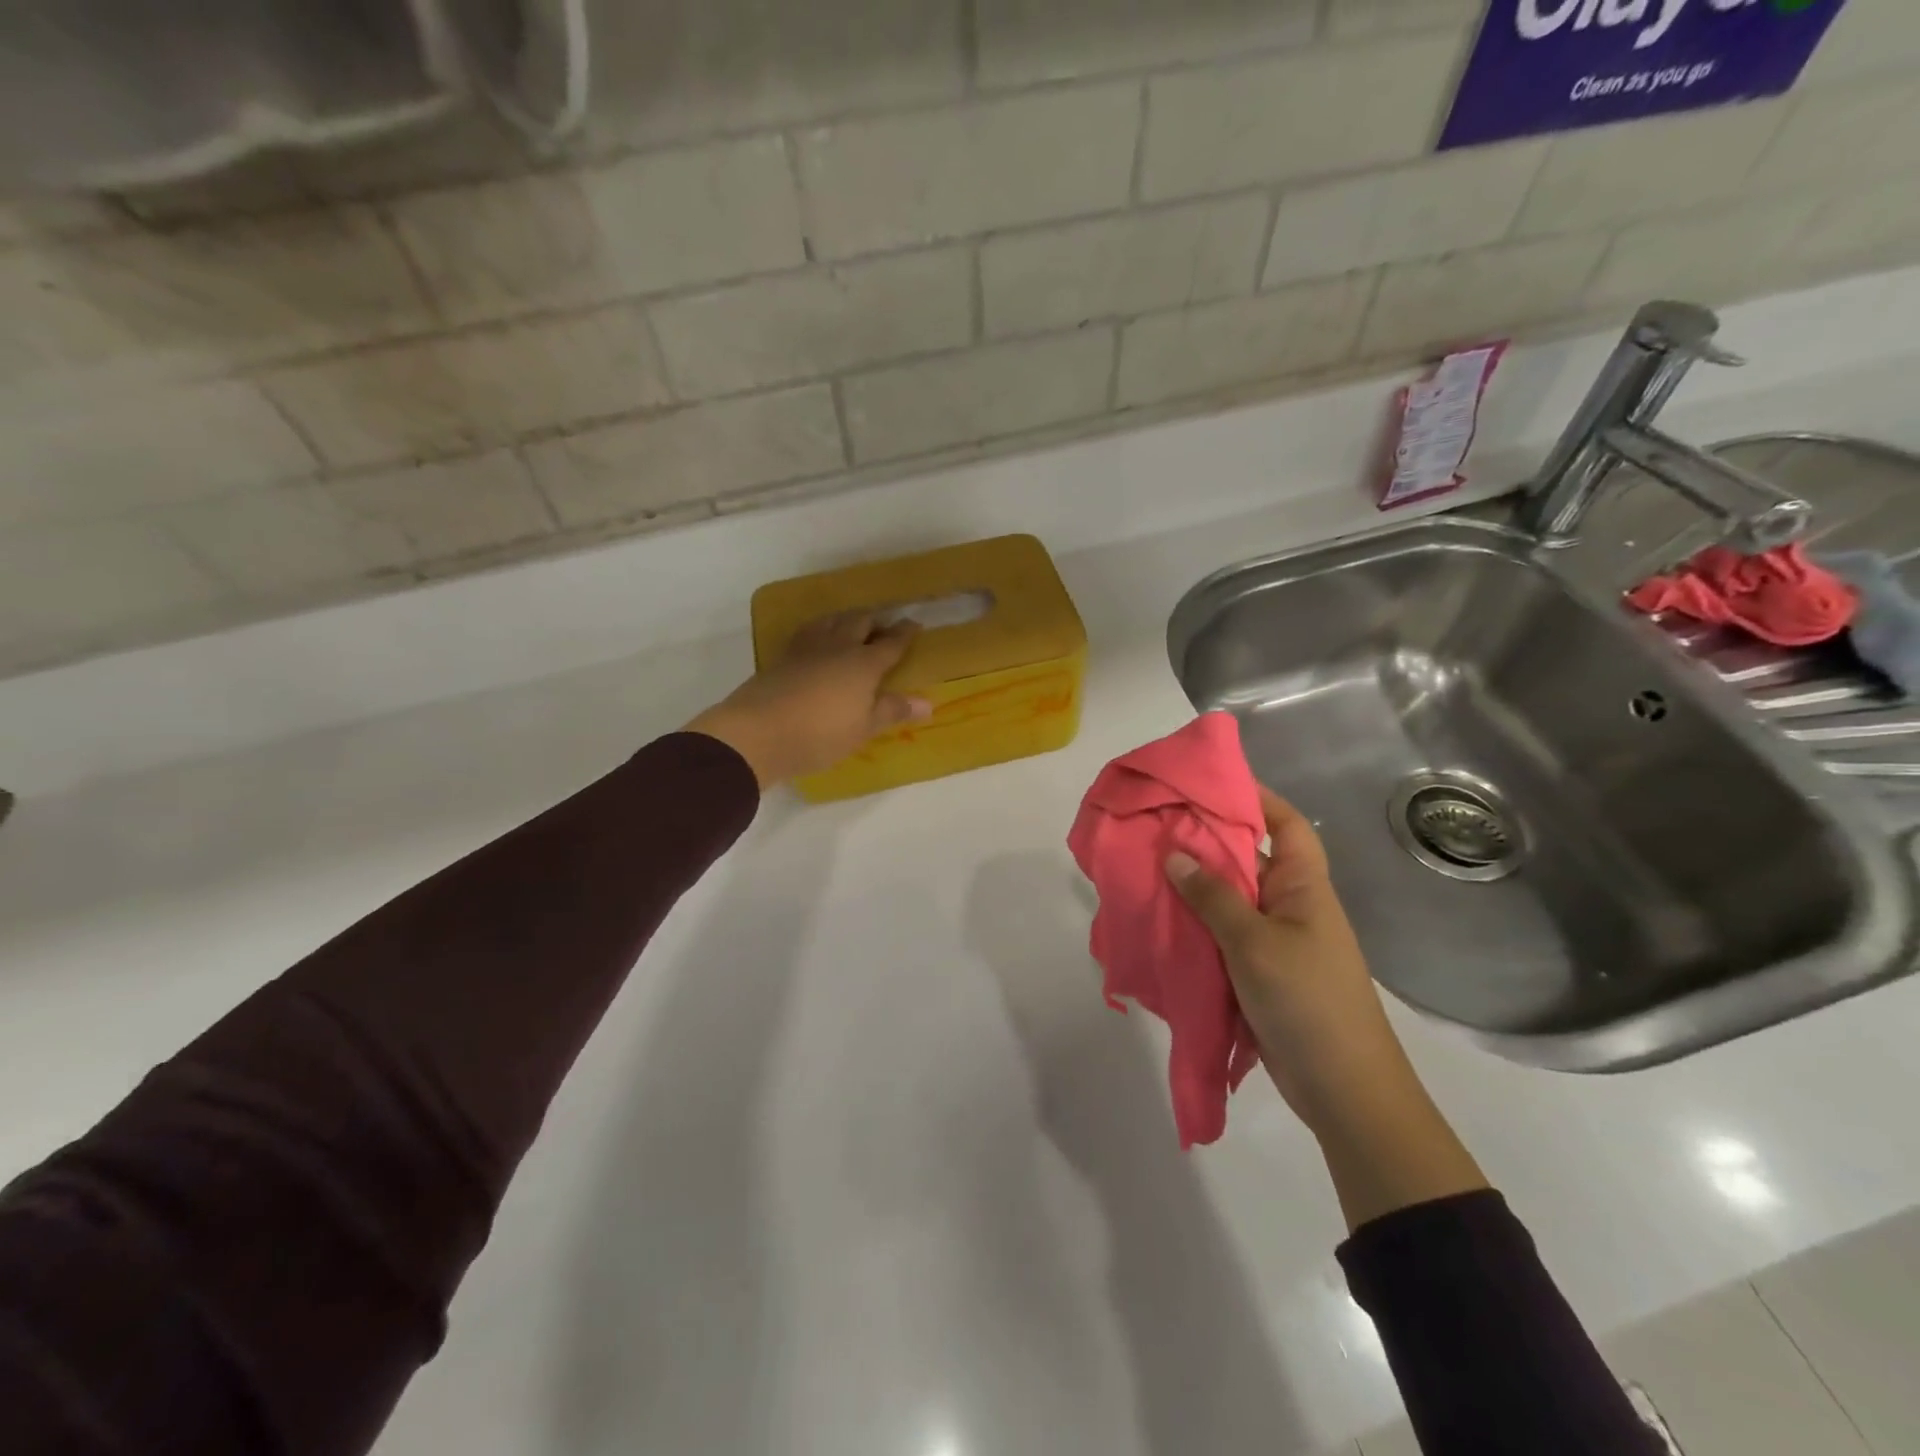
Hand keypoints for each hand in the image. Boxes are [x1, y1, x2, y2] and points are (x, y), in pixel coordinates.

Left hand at [687, 611, 932, 789]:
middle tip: (884, 625)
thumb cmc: (821, 734)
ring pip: (830, 620)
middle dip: (875, 620)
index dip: (904, 634)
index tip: (914, 624)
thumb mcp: (863, 728)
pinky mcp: (782, 657)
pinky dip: (820, 629)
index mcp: (864, 663)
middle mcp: (837, 647)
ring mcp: (806, 649)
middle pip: (859, 622)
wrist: (758, 733)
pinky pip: (807, 632)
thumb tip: (928, 703)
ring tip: (851, 624)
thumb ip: (893, 710)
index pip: (891, 643)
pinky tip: (817, 639)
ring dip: (845, 618)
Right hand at [1167, 785, 1486, 1228]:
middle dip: (1207, 840)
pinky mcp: (1258, 971)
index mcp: (1305, 886)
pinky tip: (1159, 919)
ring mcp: (1274, 939)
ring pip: (1230, 898)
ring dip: (1194, 885)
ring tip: (1147, 866)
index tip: (1208, 782)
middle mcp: (1290, 904)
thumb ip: (1213, 897)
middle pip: (1249, 858)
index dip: (1255, 797)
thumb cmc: (1308, 1001)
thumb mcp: (1255, 943)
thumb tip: (1174, 854)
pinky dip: (1194, 925)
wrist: (1343, 1090)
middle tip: (1157, 824)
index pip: (1286, 824)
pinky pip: (1221, 935)